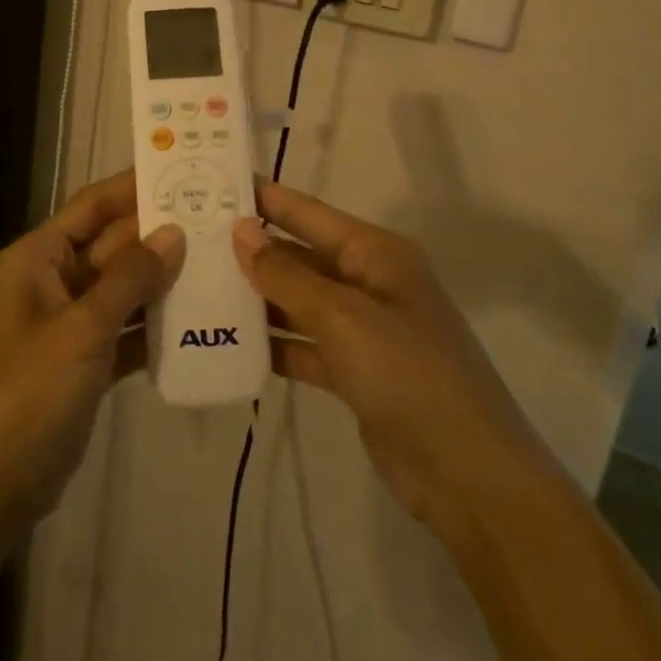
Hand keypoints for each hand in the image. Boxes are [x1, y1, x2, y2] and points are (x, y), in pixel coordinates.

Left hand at [0, 171, 185, 532]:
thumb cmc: (27, 392)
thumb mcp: (81, 329)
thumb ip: (129, 278)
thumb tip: (173, 231)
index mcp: (38, 257)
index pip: (92, 206)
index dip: (133, 187)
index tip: (182, 171)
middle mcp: (52, 280)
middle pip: (112, 246)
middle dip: (159, 234)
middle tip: (219, 218)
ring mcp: (68, 323)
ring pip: (122, 288)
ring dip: (163, 279)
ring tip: (220, 261)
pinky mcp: (83, 362)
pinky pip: (124, 330)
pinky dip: (154, 326)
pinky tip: (199, 320)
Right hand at [232, 181, 550, 536]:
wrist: (472, 478)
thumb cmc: (411, 376)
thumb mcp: (344, 318)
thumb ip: (288, 275)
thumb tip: (241, 230)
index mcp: (375, 253)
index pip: (307, 212)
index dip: (263, 197)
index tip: (211, 182)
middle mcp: (368, 281)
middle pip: (299, 254)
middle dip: (251, 248)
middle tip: (188, 239)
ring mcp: (362, 328)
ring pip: (297, 300)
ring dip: (256, 296)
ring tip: (197, 285)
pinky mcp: (354, 371)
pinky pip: (303, 343)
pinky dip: (272, 343)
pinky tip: (227, 341)